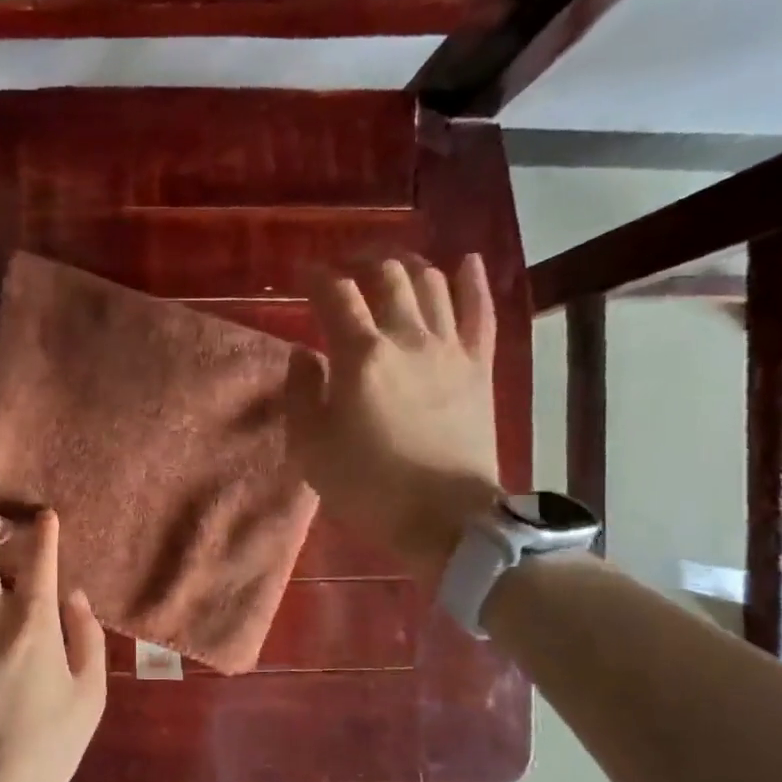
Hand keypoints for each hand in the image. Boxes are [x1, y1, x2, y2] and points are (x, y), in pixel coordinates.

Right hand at [287, 253, 502, 574]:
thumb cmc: (368, 487)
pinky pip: (481, 312)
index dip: (316, 276)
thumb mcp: (311, 448)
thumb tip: (304, 354)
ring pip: (432, 283)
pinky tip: (467, 261)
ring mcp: (450, 349)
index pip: (335, 295)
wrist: (445, 519)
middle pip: (387, 276)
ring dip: (408, 265)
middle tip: (345, 268)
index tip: (302, 273)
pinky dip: (473, 281)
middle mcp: (407, 338)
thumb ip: (301, 393)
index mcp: (361, 356)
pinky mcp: (479, 366)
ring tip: (391, 267)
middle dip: (362, 261)